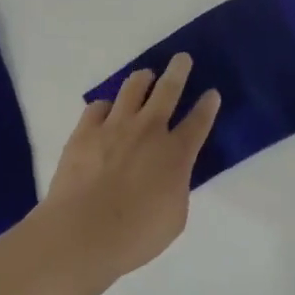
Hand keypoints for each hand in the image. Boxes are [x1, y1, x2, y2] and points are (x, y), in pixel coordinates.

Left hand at [39, 53, 220, 286]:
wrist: (82, 233)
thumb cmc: (135, 236)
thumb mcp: (174, 217)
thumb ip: (177, 187)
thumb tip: (171, 174)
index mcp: (176, 153)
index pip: (198, 121)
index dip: (208, 105)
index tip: (212, 92)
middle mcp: (149, 130)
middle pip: (168, 89)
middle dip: (178, 71)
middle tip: (182, 58)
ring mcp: (115, 126)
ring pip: (133, 87)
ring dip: (143, 78)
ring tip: (145, 76)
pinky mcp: (85, 131)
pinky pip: (98, 106)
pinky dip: (106, 106)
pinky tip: (106, 111)